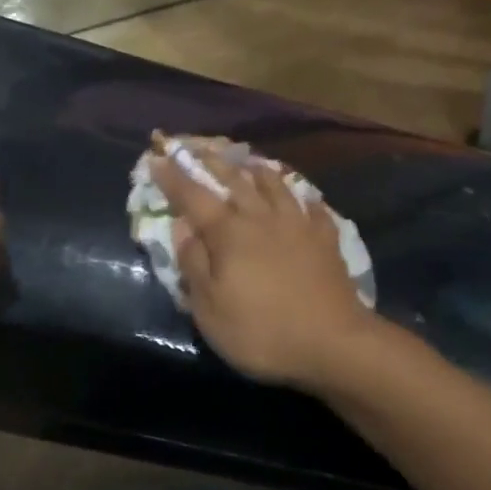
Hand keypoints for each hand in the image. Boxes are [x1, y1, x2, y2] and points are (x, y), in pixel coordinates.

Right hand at [151, 146, 375, 387]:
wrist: (333, 343)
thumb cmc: (261, 331)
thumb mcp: (210, 308)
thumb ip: (193, 263)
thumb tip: (181, 226)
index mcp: (229, 233)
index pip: (193, 197)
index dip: (173, 178)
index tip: (157, 158)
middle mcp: (262, 217)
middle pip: (234, 181)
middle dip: (212, 162)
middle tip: (197, 147)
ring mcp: (298, 224)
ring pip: (275, 184)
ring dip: (257, 169)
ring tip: (248, 160)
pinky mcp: (326, 238)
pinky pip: (312, 206)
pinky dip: (302, 196)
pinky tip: (303, 195)